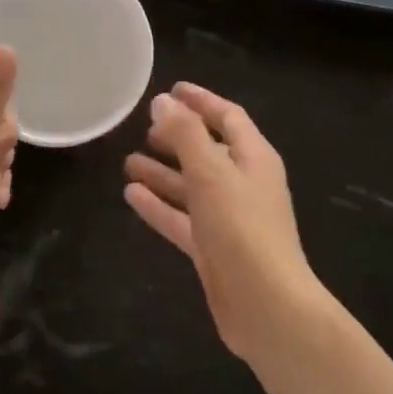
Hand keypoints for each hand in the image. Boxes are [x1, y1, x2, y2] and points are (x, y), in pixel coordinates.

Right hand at [123, 83, 324, 360]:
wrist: (265, 304)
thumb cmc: (241, 228)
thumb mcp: (210, 172)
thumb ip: (185, 134)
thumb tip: (162, 101)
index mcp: (253, 158)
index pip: (228, 117)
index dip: (201, 102)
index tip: (170, 90)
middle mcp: (243, 184)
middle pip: (207, 151)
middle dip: (177, 138)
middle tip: (143, 129)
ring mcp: (228, 218)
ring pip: (191, 186)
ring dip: (163, 172)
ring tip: (127, 161)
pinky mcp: (213, 248)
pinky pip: (182, 218)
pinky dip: (159, 205)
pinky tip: (131, 195)